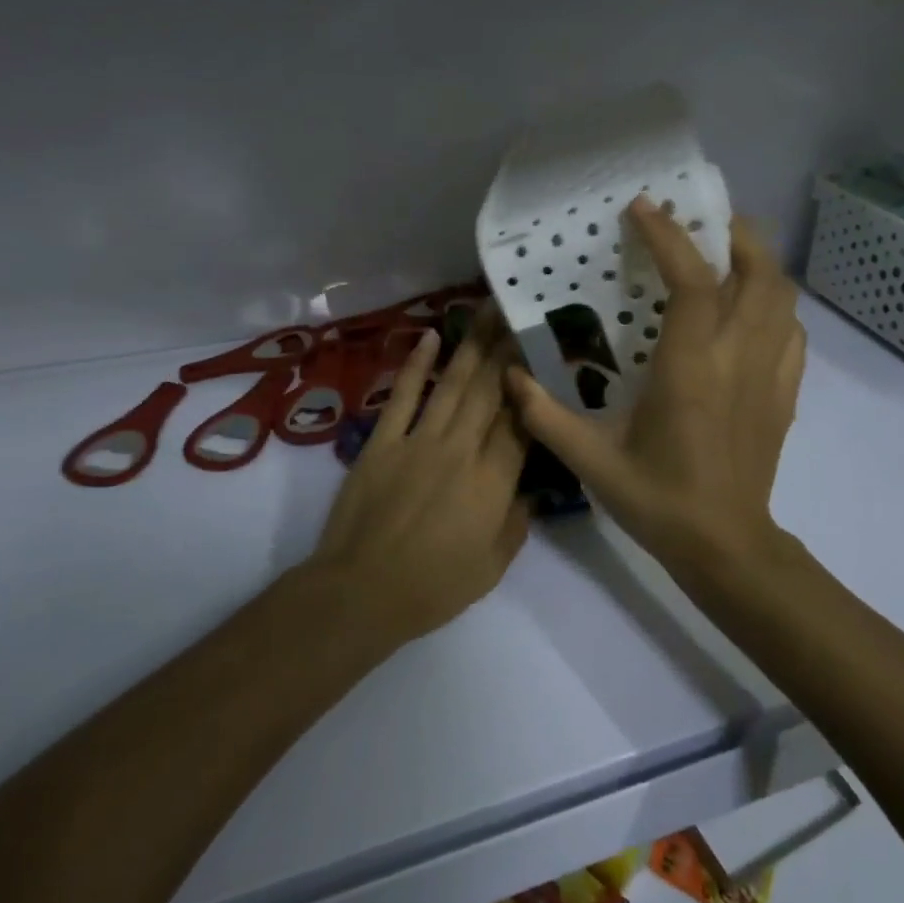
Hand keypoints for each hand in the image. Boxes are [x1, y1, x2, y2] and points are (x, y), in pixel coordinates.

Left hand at [311, 308, 532, 644]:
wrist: (361, 591)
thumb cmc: (432, 588)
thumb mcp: (491, 568)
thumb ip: (516, 524)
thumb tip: (530, 490)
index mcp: (492, 482)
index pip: (520, 423)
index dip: (532, 386)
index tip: (542, 354)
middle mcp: (461, 449)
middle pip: (490, 391)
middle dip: (507, 349)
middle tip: (519, 312)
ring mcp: (419, 440)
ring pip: (453, 384)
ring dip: (472, 345)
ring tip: (486, 311)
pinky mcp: (383, 441)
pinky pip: (403, 395)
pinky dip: (417, 365)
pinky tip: (430, 337)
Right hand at [506, 196, 804, 579]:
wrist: (726, 548)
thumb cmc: (658, 501)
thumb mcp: (591, 462)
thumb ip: (546, 416)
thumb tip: (510, 376)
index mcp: (691, 369)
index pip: (692, 283)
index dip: (670, 237)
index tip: (643, 208)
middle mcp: (738, 359)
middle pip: (760, 273)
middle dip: (735, 233)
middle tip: (702, 219)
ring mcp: (769, 376)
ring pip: (783, 297)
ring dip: (760, 262)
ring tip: (727, 253)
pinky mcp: (784, 395)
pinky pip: (792, 333)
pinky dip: (775, 307)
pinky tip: (750, 312)